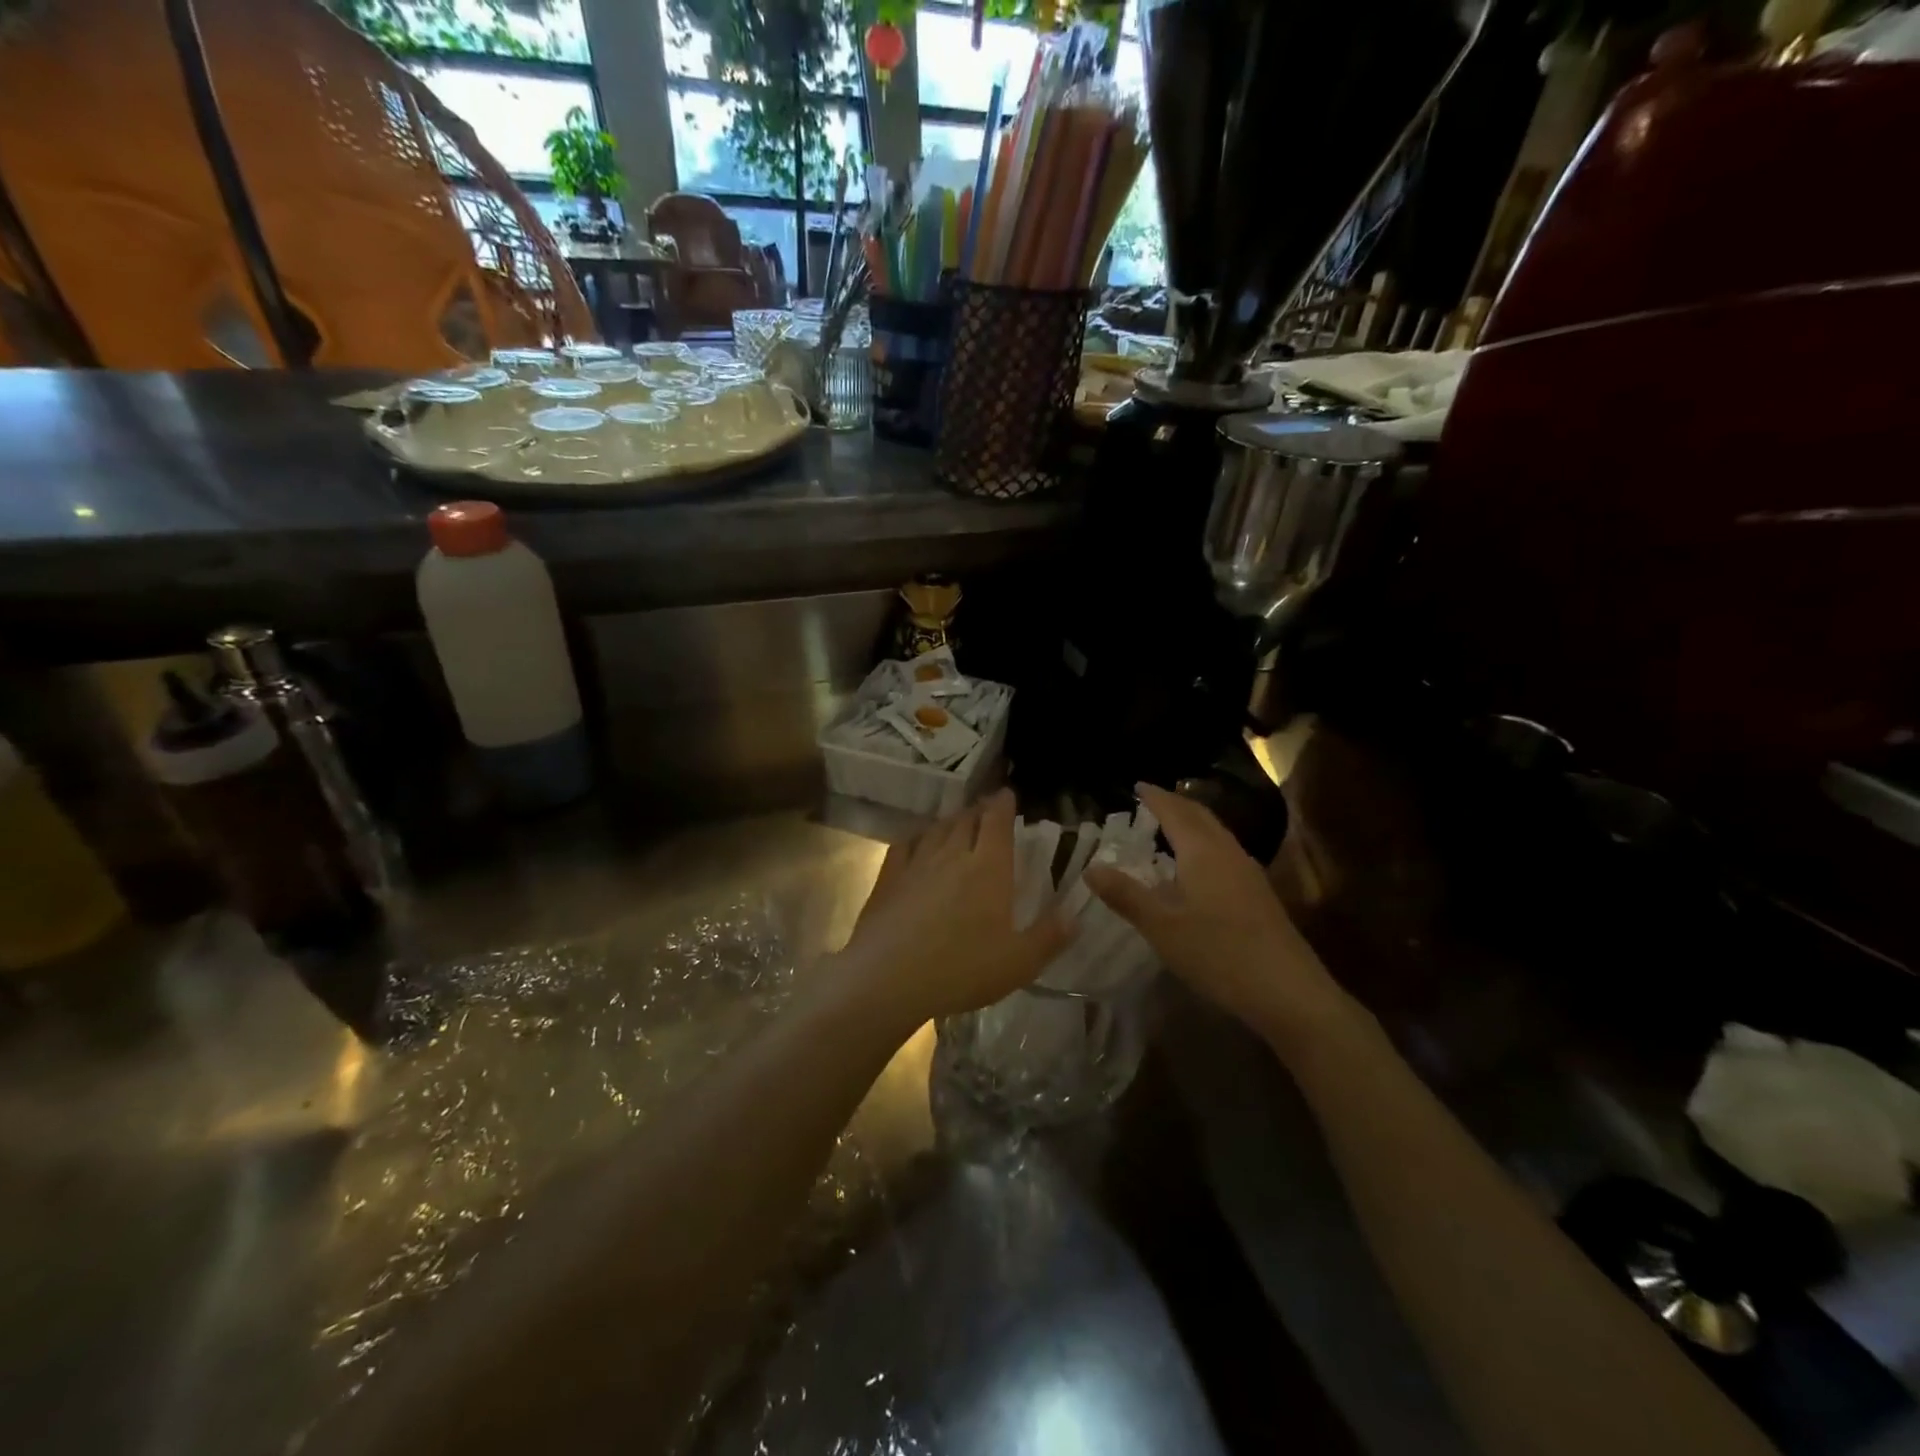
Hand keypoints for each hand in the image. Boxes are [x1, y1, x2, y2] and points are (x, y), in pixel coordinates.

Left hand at [829, 789, 1073, 1030]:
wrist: (888, 978)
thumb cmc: (961, 969)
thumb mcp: (1018, 963)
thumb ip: (1049, 937)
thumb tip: (1076, 916)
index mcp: (989, 868)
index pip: (997, 822)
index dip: (1003, 804)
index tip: (1007, 794)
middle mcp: (953, 855)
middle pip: (967, 819)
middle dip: (979, 810)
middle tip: (987, 809)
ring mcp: (917, 863)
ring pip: (937, 829)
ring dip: (951, 821)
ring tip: (958, 822)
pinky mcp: (889, 877)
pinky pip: (905, 844)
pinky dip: (917, 837)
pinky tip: (918, 842)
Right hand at [1084, 783, 1359, 1060]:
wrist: (1288, 991)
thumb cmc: (1218, 953)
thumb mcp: (1162, 927)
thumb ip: (1126, 895)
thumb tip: (1090, 867)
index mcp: (1203, 852)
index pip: (1175, 812)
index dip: (1155, 797)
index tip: (1137, 785)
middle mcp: (1228, 853)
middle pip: (1200, 816)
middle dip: (1175, 803)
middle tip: (1151, 799)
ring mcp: (1248, 873)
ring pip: (1216, 834)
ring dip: (1193, 822)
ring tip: (1170, 825)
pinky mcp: (1258, 894)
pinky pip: (1225, 852)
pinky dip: (1204, 843)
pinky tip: (1198, 866)